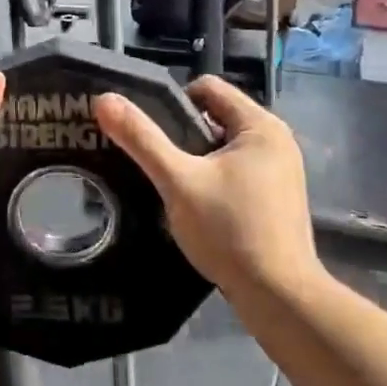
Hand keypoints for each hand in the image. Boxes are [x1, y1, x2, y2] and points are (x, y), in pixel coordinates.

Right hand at [94, 76, 316, 295]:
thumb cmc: (229, 230)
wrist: (279, 297)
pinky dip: (215, 179)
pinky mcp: (279, 197)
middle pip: (216, 116)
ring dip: (197, 159)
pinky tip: (197, 206)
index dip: (173, 102)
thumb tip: (104, 99)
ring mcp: (282, 170)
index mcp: (261, 125)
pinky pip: (237, 170)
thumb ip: (141, 139)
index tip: (151, 133)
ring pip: (225, 147)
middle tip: (156, 162)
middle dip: (184, 134)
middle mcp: (277, 140)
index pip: (208, 88)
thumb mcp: (177, 181)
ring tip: (172, 185)